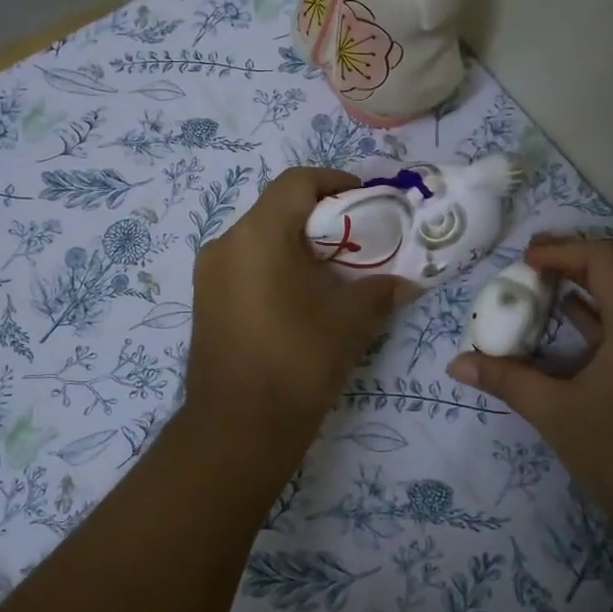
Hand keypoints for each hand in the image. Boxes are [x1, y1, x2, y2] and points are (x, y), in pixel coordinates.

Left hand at [185, 167, 411, 444]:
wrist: (237, 429)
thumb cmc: (296, 362)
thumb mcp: (349, 322)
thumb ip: (380, 291)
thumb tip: (405, 282)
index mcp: (257, 235)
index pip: (297, 182)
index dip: (335, 183)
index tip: (367, 202)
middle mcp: (225, 244)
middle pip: (278, 209)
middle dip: (322, 219)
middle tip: (359, 242)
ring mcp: (209, 275)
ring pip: (261, 239)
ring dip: (299, 246)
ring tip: (335, 275)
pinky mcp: (206, 302)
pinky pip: (246, 266)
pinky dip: (277, 267)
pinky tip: (303, 299)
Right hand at [448, 238, 612, 526]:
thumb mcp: (556, 414)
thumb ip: (507, 380)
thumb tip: (457, 364)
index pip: (604, 259)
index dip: (561, 251)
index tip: (523, 262)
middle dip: (569, 266)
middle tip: (525, 269)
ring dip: (582, 295)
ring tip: (536, 297)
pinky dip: (595, 326)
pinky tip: (562, 341)